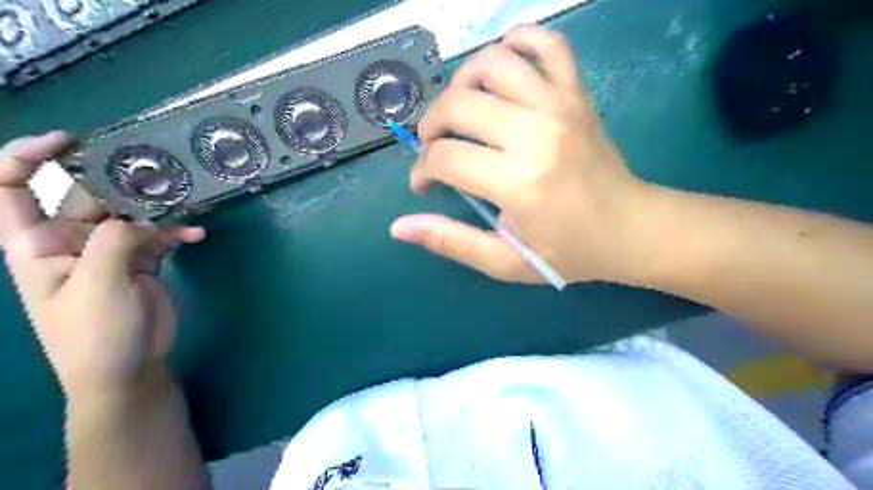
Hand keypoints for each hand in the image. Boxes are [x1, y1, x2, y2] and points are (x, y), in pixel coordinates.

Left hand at [0, 132, 204, 396]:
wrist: (128, 368)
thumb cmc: (95, 333)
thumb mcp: (97, 286)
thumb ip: (114, 242)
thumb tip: (140, 217)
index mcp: (37, 244)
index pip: (10, 189)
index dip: (27, 157)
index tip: (70, 141)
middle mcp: (71, 241)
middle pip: (88, 197)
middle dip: (118, 181)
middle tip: (157, 173)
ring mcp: (110, 252)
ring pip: (131, 214)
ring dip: (157, 206)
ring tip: (185, 200)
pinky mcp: (142, 262)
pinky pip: (160, 236)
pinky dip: (178, 231)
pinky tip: (197, 234)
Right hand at [392, 26, 649, 285]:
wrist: (631, 228)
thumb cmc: (568, 251)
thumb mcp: (505, 261)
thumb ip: (451, 242)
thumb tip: (398, 227)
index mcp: (518, 182)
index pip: (445, 158)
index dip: (422, 171)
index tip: (425, 184)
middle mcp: (536, 134)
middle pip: (458, 104)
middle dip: (431, 125)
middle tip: (435, 147)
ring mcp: (560, 105)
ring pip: (492, 64)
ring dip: (461, 83)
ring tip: (460, 110)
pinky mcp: (577, 93)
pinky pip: (547, 44)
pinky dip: (518, 41)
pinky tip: (502, 66)